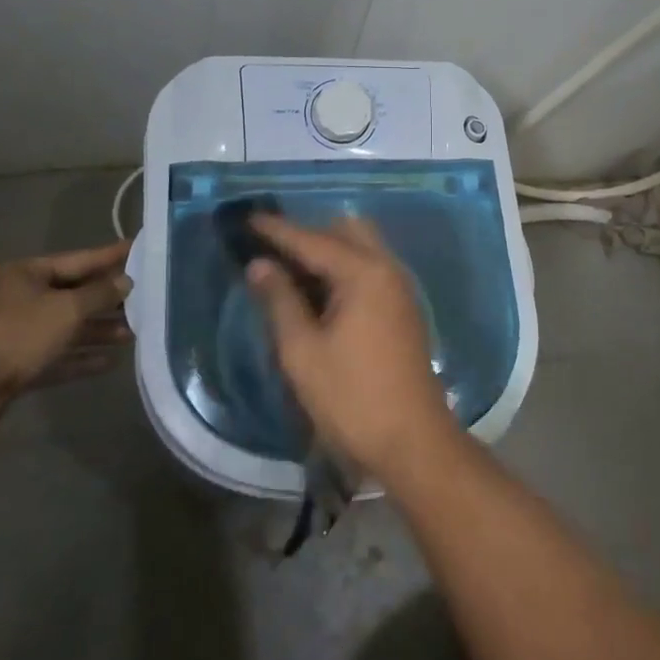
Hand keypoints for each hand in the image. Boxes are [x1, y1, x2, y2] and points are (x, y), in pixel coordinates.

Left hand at [0, 243, 133, 405]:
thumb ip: (100, 293)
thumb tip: (126, 281)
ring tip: (132, 334)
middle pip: (73, 294)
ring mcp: (16, 332)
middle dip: (108, 300)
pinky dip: (80, 356)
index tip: (139, 248)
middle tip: (145, 297)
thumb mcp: (66, 309)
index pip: (78, 259)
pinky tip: (108, 363)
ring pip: (66, 326)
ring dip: (98, 330)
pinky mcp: (15, 364)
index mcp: (25, 273)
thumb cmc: (18, 335)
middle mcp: (19, 298)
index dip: (110, 256)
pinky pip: (56, 354)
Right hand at [247, 215, 458, 479]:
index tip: (247, 218)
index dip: (277, 230)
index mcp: (363, 273)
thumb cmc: (351, 398)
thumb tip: (260, 264)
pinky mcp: (403, 308)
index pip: (312, 240)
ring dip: (328, 251)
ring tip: (290, 273)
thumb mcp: (302, 352)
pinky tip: (319, 294)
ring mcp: (399, 288)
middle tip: (272, 252)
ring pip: (361, 248)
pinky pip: (370, 269)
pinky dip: (343, 269)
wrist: (412, 441)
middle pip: (345, 231)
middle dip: (308, 234)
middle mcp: (387, 268)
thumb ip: (279, 301)